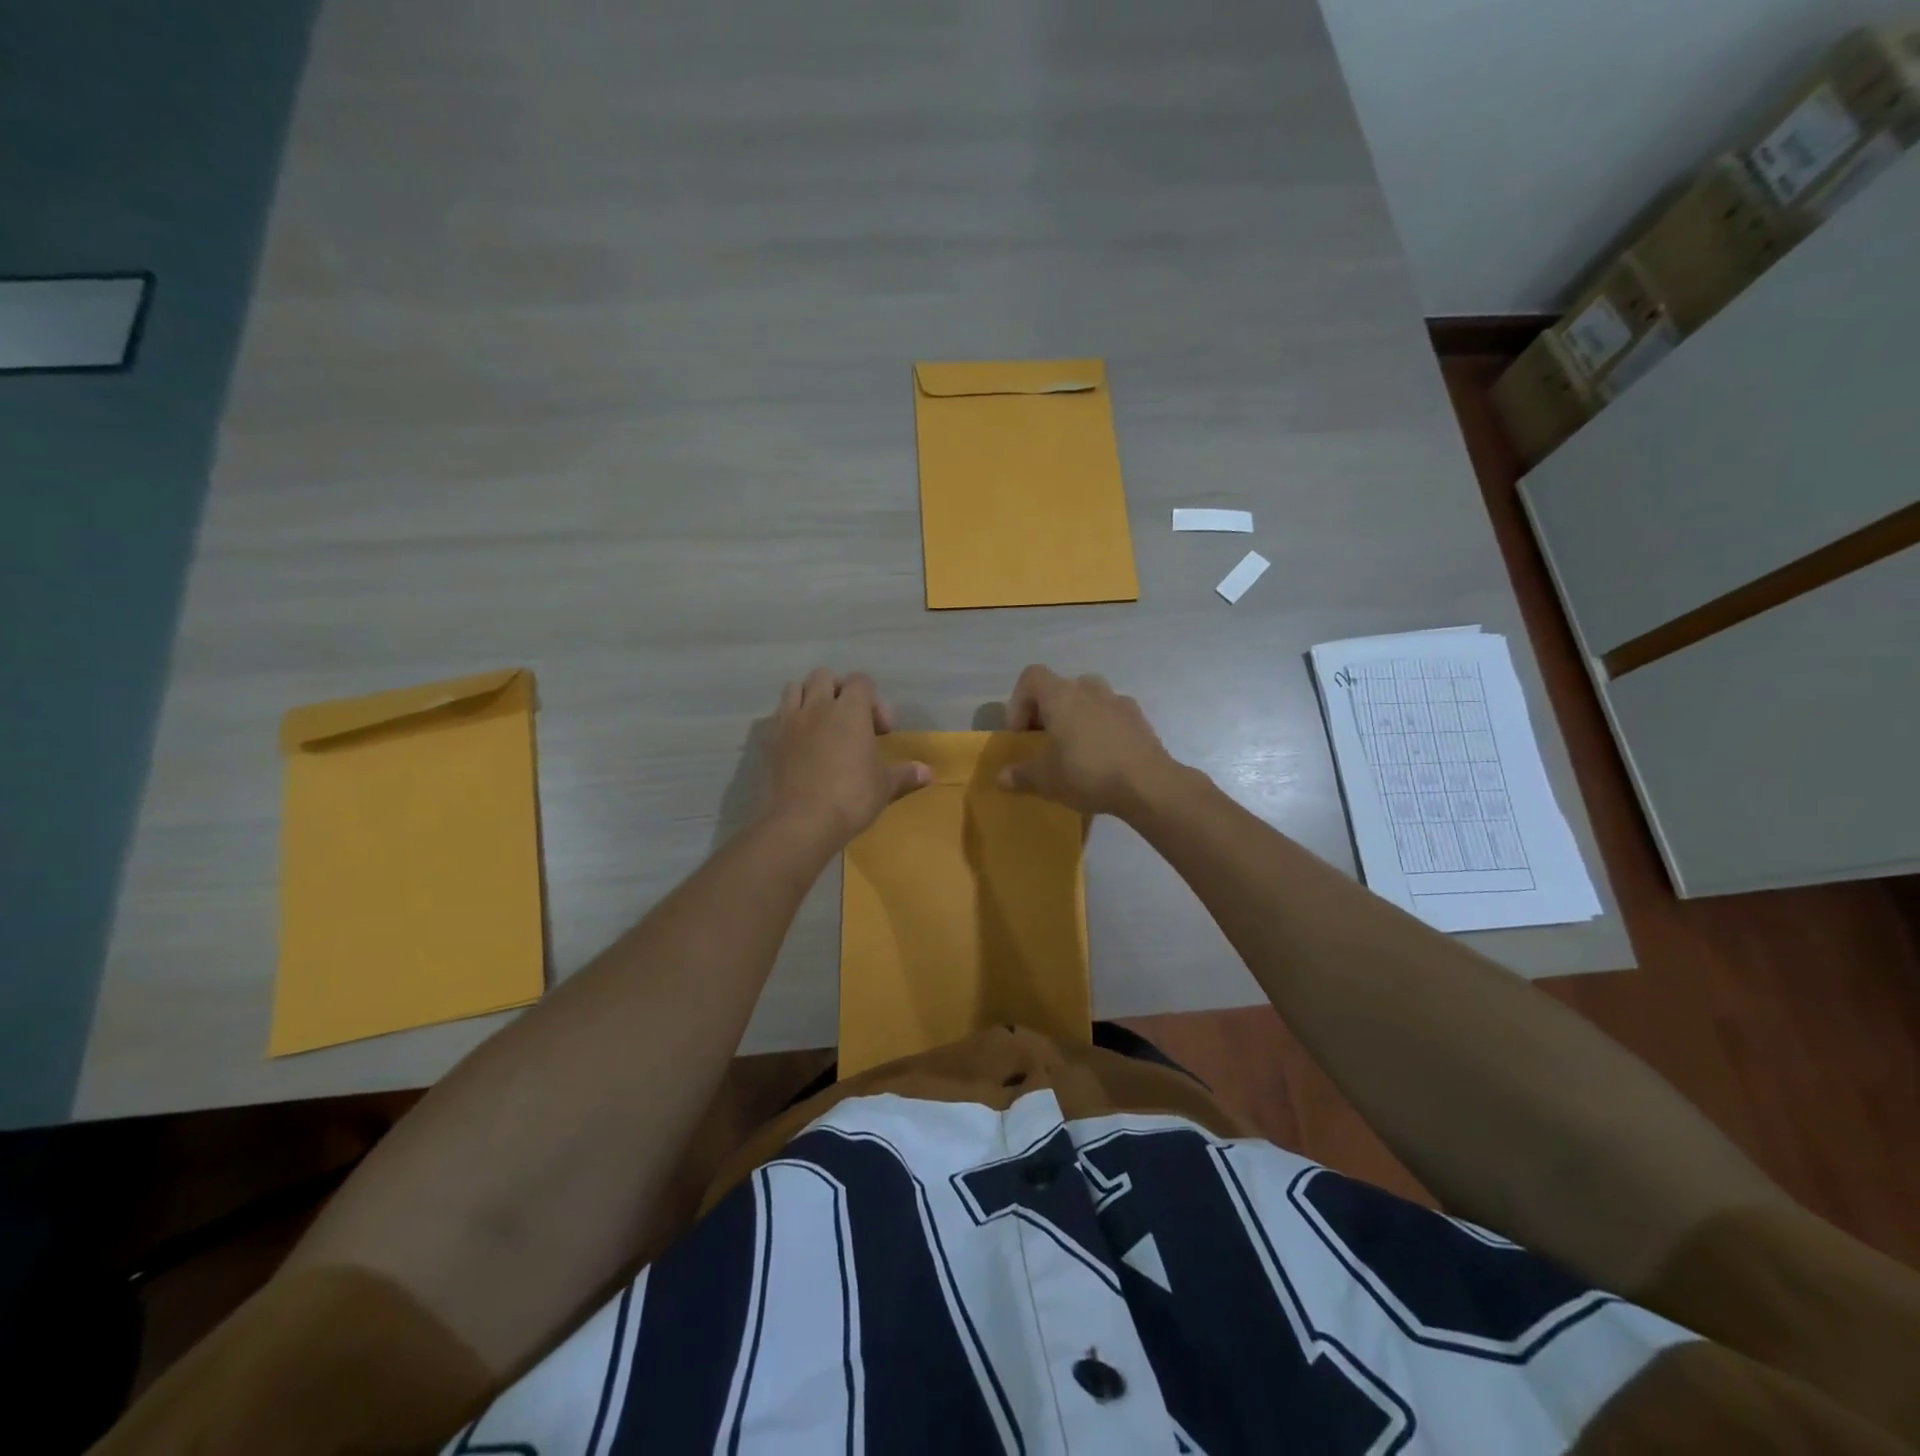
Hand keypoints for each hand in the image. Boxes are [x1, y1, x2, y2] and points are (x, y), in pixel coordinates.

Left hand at [763, 669, 929, 844]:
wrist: (801, 822)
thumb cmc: (850, 798)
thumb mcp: (883, 786)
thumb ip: (904, 773)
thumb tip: (928, 772)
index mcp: (850, 711)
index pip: (861, 681)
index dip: (873, 700)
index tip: (881, 729)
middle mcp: (818, 707)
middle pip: (824, 676)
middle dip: (838, 690)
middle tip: (849, 719)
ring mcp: (790, 722)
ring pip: (795, 688)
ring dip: (809, 697)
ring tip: (820, 723)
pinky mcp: (770, 741)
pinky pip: (778, 715)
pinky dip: (790, 720)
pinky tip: (800, 743)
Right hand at [998, 665, 1181, 817]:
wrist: (1148, 784)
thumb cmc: (1087, 772)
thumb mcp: (1045, 780)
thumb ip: (1020, 775)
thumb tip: (1001, 778)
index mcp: (1061, 695)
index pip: (1031, 677)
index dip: (1018, 702)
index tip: (1022, 734)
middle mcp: (1089, 689)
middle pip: (1060, 688)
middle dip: (1048, 712)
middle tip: (1045, 743)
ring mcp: (1118, 700)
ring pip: (1088, 699)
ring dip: (1077, 717)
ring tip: (1075, 749)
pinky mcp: (1139, 718)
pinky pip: (1111, 715)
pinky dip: (1102, 728)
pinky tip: (1103, 757)